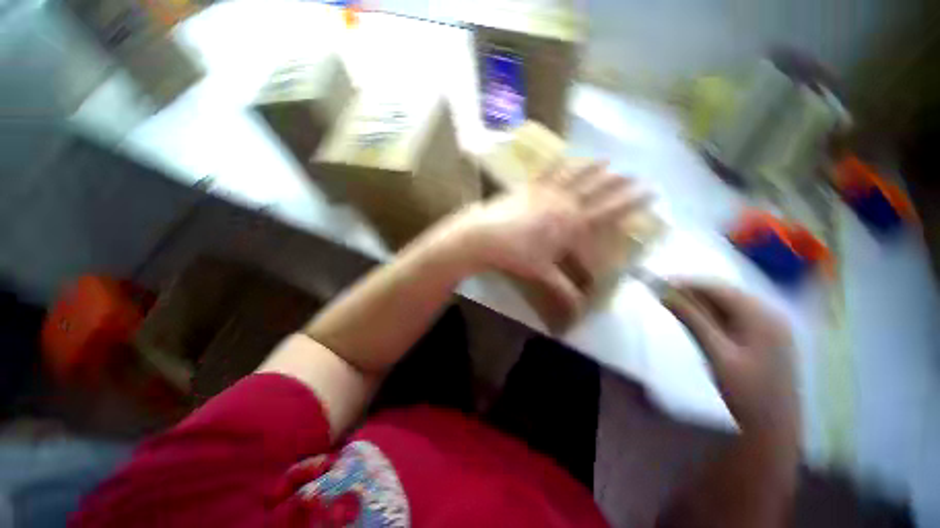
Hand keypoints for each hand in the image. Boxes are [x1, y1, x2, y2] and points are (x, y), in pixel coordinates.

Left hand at [454, 160, 648, 311]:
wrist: (485, 235)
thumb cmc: (516, 255)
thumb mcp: (542, 274)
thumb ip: (563, 291)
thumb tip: (580, 315)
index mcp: (571, 225)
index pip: (608, 212)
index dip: (630, 202)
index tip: (649, 191)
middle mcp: (563, 204)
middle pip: (595, 190)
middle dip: (616, 183)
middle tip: (633, 174)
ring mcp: (545, 192)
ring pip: (574, 177)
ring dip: (591, 169)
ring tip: (606, 161)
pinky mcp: (528, 187)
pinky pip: (547, 172)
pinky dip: (558, 164)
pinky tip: (564, 156)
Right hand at [663, 283, 798, 437]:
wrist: (775, 428)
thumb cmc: (746, 392)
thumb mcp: (716, 354)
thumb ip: (692, 320)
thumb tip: (665, 294)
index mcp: (761, 316)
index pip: (718, 288)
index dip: (686, 283)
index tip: (658, 284)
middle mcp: (769, 314)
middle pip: (724, 293)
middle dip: (693, 292)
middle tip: (663, 296)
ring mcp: (770, 326)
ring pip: (729, 304)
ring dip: (701, 303)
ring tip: (676, 307)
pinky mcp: (766, 337)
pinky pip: (735, 316)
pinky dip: (713, 315)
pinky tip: (700, 321)